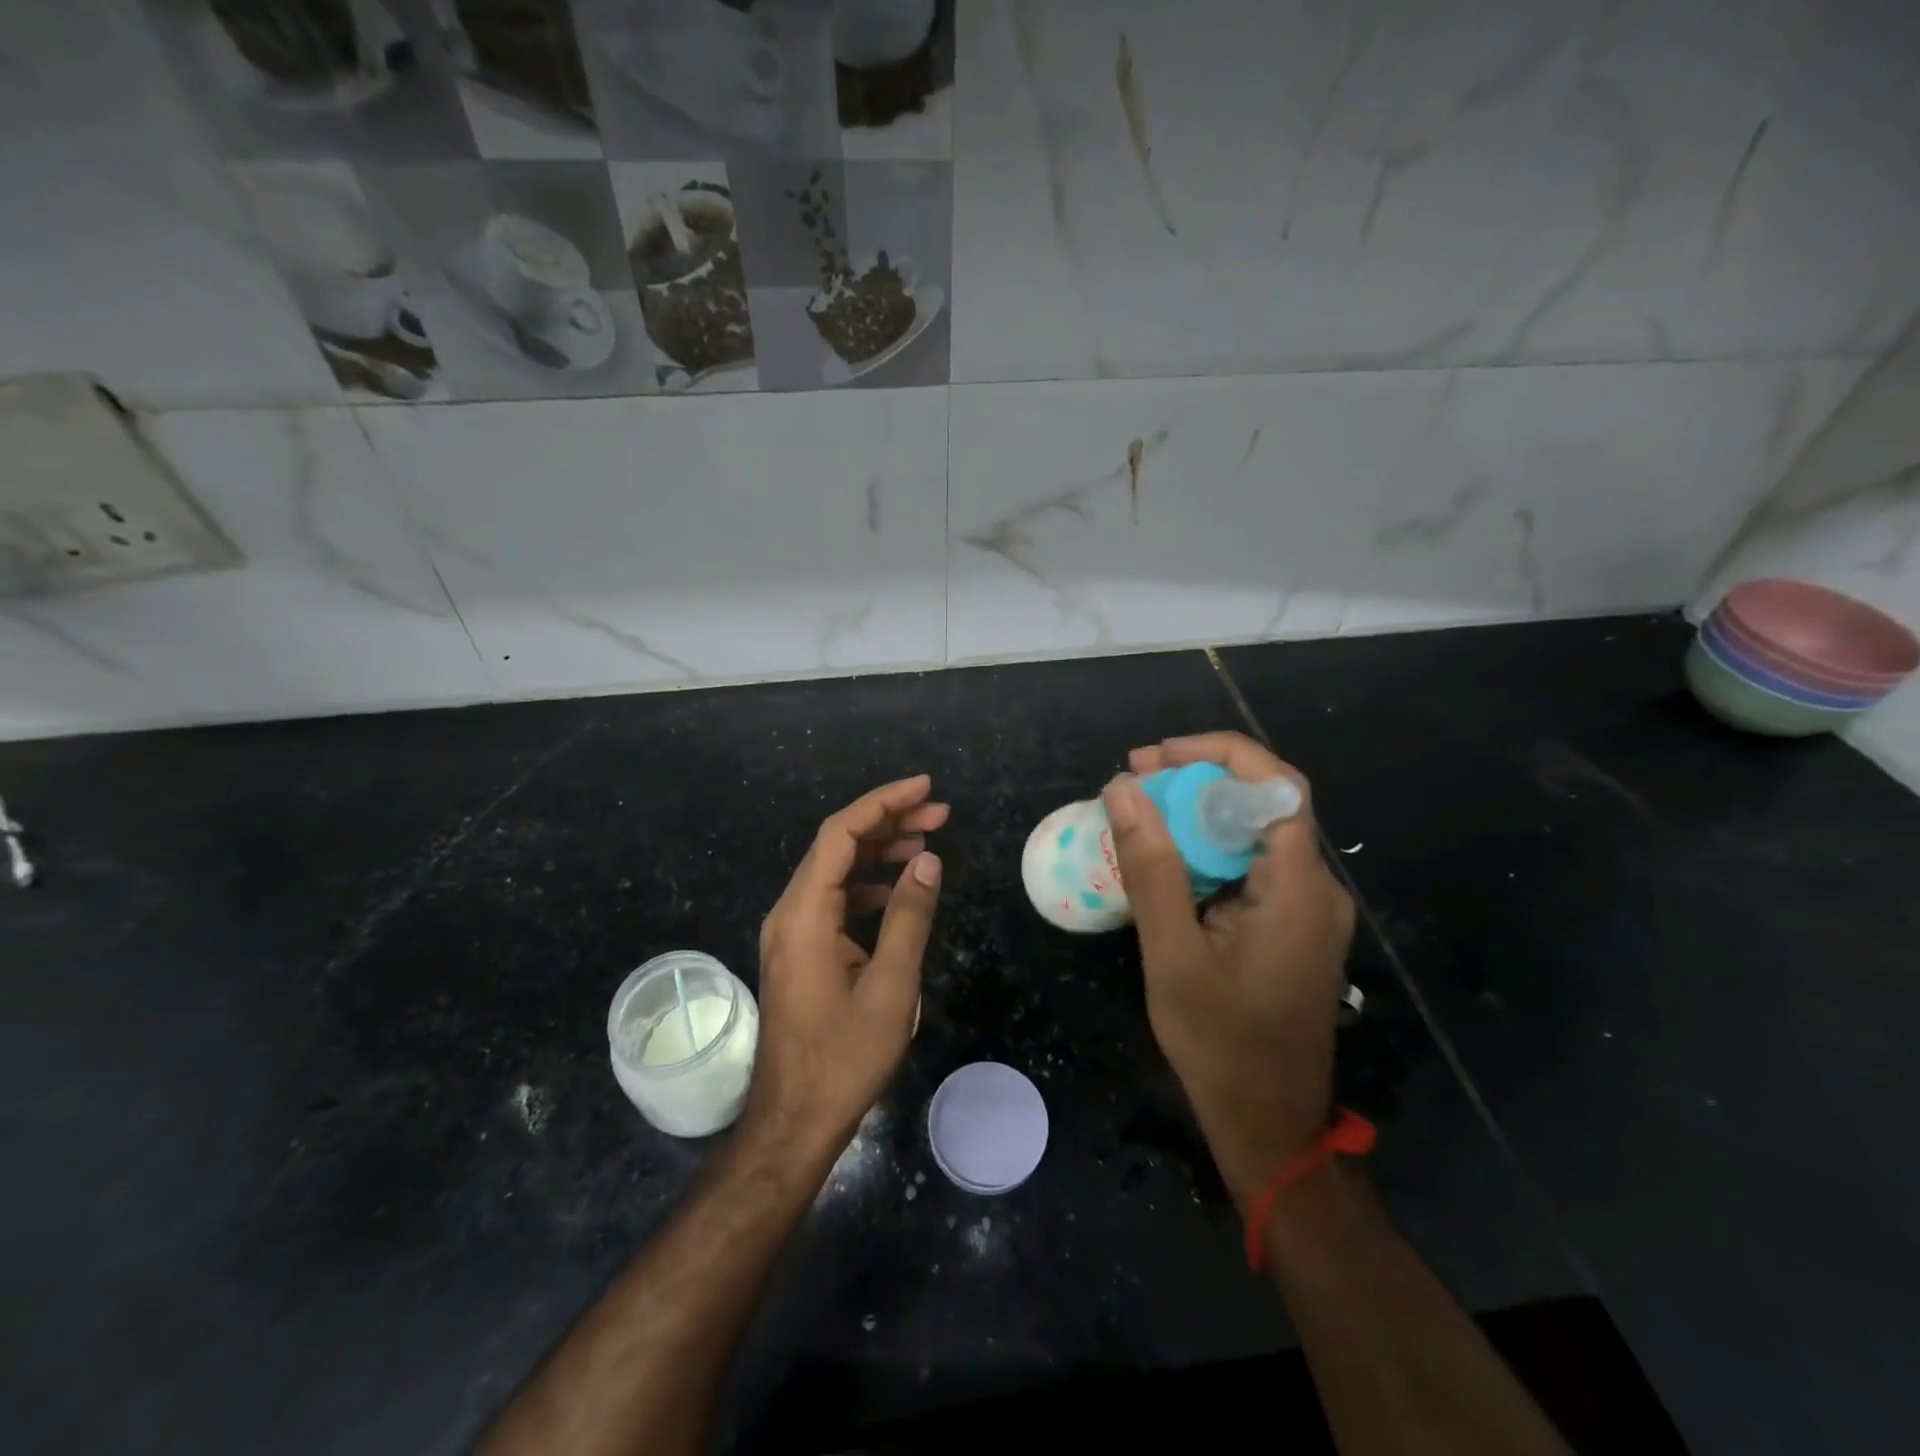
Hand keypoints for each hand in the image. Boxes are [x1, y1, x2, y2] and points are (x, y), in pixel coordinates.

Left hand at [744, 775, 946, 1169]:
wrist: (794, 1121)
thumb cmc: (843, 1059)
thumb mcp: (891, 987)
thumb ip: (909, 918)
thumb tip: (928, 861)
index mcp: (804, 914)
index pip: (840, 834)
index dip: (883, 803)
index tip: (925, 790)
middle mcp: (790, 913)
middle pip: (837, 846)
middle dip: (888, 822)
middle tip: (940, 814)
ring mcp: (792, 932)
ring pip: (836, 871)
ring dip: (880, 851)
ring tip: (928, 842)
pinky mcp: (800, 950)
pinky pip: (834, 899)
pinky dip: (868, 884)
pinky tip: (900, 888)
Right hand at [1103, 733, 1354, 1207]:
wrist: (1269, 1125)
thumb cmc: (1219, 1044)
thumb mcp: (1173, 954)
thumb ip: (1152, 868)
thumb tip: (1123, 789)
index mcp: (1299, 889)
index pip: (1276, 786)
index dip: (1218, 754)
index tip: (1155, 757)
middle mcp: (1316, 888)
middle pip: (1264, 803)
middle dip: (1197, 779)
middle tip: (1133, 779)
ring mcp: (1307, 909)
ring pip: (1254, 834)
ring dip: (1198, 814)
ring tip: (1137, 812)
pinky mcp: (1291, 927)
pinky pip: (1251, 867)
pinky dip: (1206, 849)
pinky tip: (1163, 859)